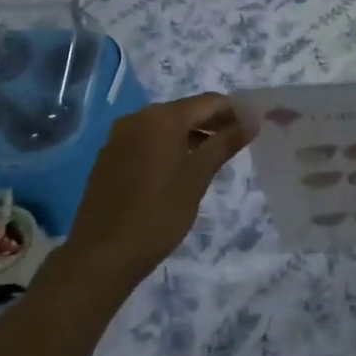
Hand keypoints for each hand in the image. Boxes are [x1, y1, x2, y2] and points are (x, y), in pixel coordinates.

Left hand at [61, 93, 250, 293]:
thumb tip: (252, 120)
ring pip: (164, 127)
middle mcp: (138, 118)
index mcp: (162, 118)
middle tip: (238, 142)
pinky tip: (179, 170)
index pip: (208, 102)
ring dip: (191, 136)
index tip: (253, 126)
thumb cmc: (158, 212)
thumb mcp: (198, 177)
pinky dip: (168, 148)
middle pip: (185, 111)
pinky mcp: (109, 158)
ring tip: (213, 158)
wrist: (102, 254)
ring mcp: (119, 138)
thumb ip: (225, 143)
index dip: (234, 111)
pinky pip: (146, 142)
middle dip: (213, 123)